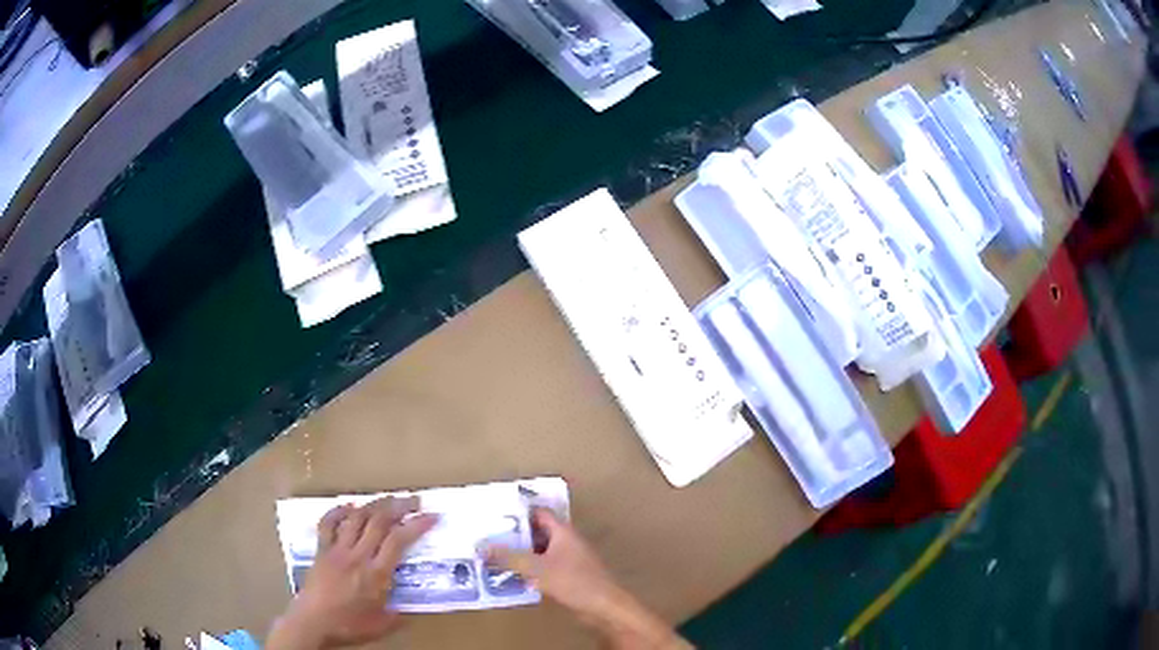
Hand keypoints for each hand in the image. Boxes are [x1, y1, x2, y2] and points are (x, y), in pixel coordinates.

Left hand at [267, 496, 437, 649]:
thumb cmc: (349, 626)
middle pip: (379, 522)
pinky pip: (328, 524)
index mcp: (376, 574)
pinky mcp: (321, 550)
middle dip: (399, 507)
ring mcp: (337, 550)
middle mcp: (358, 556)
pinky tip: (349, 506)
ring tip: (387, 498)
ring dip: (373, 505)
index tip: (432, 516)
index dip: (417, 525)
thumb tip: (412, 608)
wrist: (312, 623)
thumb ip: (399, 615)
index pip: (399, 541)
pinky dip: (338, 511)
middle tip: (414, 500)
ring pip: (356, 518)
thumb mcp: (382, 625)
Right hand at [486, 509, 691, 648]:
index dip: (518, 512)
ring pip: (538, 552)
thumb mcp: (537, 568)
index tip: (494, 515)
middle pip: (535, 533)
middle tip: (486, 537)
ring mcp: (568, 560)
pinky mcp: (568, 577)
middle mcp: (566, 542)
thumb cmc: (574, 582)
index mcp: (563, 532)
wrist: (604, 608)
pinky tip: (509, 577)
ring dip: (519, 554)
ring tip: (491, 557)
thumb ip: (508, 557)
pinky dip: (528, 570)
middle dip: (513, 535)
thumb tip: (480, 546)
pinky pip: (543, 568)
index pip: (538, 513)